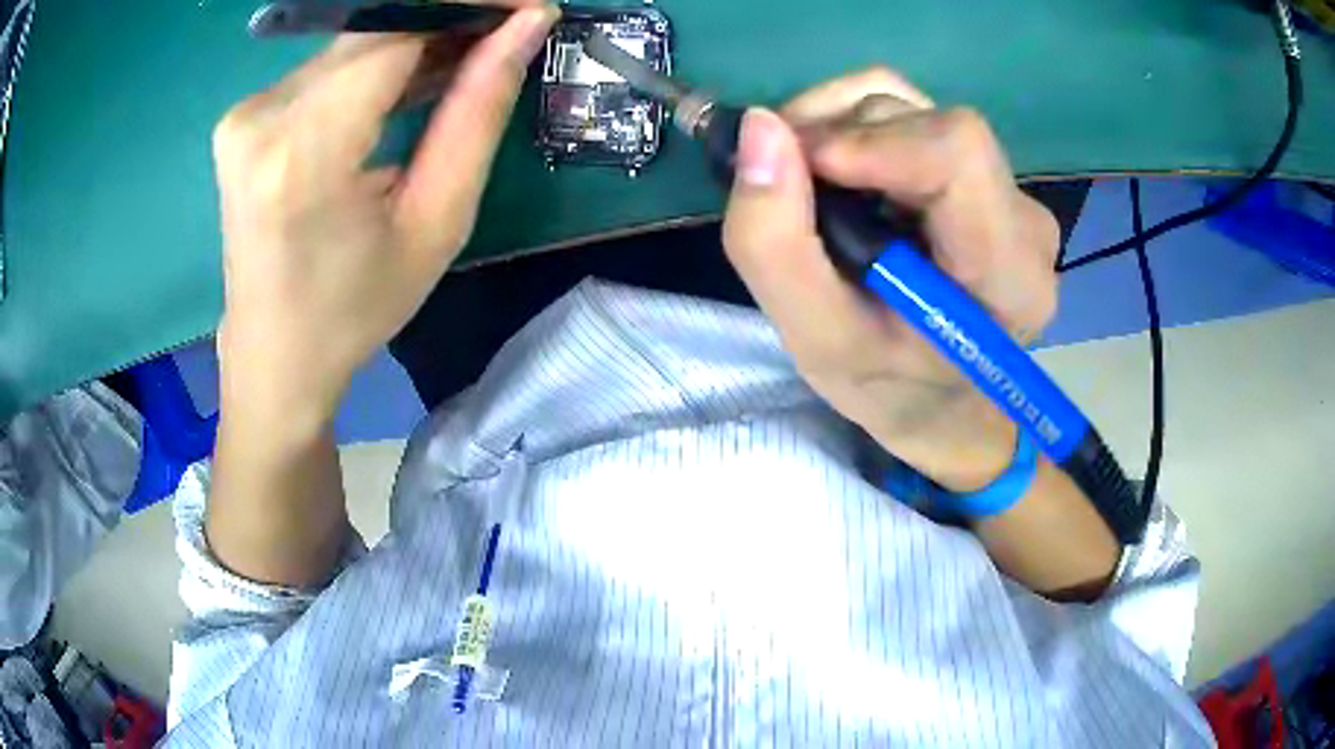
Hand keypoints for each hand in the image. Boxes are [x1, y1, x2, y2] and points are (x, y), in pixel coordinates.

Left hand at [212, 6, 557, 427]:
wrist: (274, 355)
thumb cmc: (356, 309)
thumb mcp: (437, 222)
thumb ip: (478, 112)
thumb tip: (526, 25)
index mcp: (303, 152)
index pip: (397, 29)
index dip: (469, 4)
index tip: (528, 6)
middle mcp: (261, 116)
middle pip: (374, 26)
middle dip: (449, 17)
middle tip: (508, 33)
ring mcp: (245, 113)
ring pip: (354, 39)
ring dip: (418, 39)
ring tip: (471, 61)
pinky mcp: (245, 115)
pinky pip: (328, 63)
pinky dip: (380, 60)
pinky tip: (416, 80)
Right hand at [722, 69, 1059, 492]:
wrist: (944, 403)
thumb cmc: (890, 389)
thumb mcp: (817, 341)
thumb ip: (777, 245)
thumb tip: (758, 129)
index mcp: (1007, 273)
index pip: (957, 154)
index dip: (871, 141)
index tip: (798, 166)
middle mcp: (1023, 218)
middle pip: (928, 122)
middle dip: (837, 133)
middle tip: (781, 178)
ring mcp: (1007, 189)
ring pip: (914, 108)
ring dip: (838, 125)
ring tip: (803, 179)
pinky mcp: (984, 174)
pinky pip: (913, 116)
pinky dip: (854, 126)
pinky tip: (835, 171)